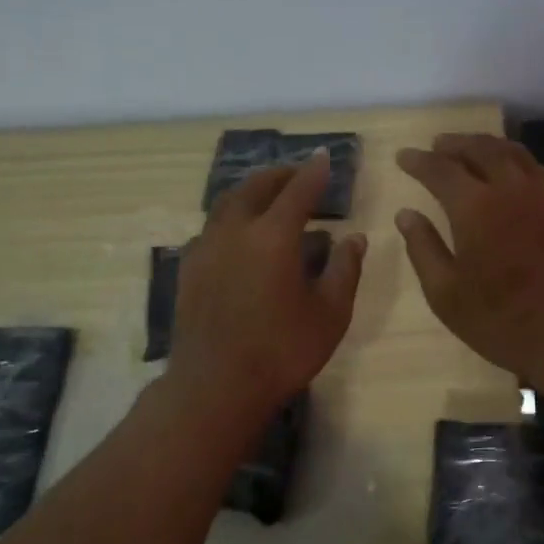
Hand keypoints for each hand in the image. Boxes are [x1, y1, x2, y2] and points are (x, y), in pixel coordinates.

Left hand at [168, 152, 365, 421]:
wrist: (215, 386)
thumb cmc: (283, 351)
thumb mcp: (330, 313)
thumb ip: (344, 269)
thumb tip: (354, 237)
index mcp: (273, 236)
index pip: (298, 191)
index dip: (314, 172)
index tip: (325, 157)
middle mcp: (235, 231)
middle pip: (255, 188)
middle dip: (279, 176)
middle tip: (297, 175)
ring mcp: (205, 248)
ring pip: (227, 204)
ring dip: (251, 193)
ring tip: (268, 199)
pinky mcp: (189, 269)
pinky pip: (212, 228)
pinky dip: (231, 219)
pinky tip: (240, 238)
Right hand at [395, 134, 543, 383]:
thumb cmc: (504, 323)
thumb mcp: (447, 296)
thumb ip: (423, 249)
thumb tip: (406, 214)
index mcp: (476, 208)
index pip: (441, 169)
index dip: (419, 161)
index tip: (403, 157)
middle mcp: (512, 188)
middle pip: (480, 149)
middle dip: (454, 144)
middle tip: (437, 146)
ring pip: (513, 153)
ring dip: (486, 146)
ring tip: (470, 151)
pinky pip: (539, 169)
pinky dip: (518, 162)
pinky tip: (513, 174)